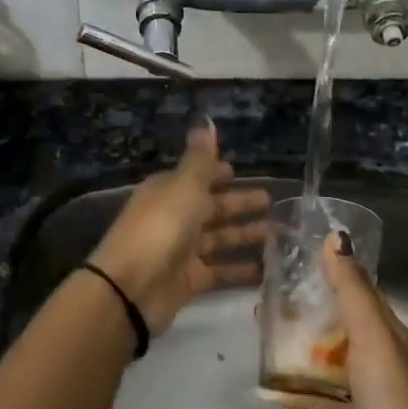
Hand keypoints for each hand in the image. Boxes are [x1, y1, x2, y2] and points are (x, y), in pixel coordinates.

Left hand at [87, 118, 269, 333]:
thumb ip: (200, 159)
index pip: (195, 177)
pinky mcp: (189, 281)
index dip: (215, 173)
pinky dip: (239, 270)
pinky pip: (219, 272)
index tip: (238, 171)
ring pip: (218, 239)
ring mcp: (181, 251)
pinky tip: (265, 269)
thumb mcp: (184, 186)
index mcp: (168, 191)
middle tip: (270, 201)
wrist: (131, 288)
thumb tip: (206, 120)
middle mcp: (173, 217)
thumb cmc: (160, 228)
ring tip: (276, 234)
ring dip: (243, 235)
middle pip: (210, 207)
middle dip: (238, 203)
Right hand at [272, 235, 407, 408]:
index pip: (355, 291)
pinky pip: (307, 395)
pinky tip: (260, 378)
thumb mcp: (372, 337)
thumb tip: (334, 237)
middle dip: (301, 308)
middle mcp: (372, 357)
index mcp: (386, 333)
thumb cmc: (391, 402)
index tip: (292, 255)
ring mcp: (354, 391)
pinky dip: (286, 387)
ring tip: (255, 324)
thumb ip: (351, 290)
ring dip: (290, 344)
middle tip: (262, 290)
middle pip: (332, 323)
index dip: (328, 272)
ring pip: (317, 358)